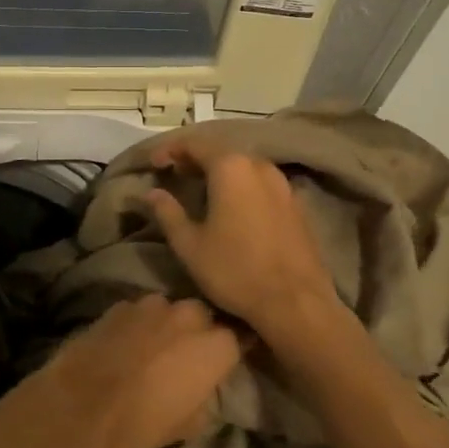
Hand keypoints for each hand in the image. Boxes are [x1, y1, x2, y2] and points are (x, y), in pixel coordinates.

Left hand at [10, 295, 241, 447]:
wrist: (84, 405)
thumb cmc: (143, 423)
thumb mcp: (191, 424)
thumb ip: (206, 394)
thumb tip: (204, 385)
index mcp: (215, 345)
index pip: (237, 338)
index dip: (229, 351)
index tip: (223, 361)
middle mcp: (188, 314)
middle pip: (203, 316)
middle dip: (198, 331)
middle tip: (185, 355)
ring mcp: (152, 304)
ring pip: (170, 309)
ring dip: (167, 324)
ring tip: (152, 348)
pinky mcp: (121, 304)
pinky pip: (139, 312)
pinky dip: (138, 324)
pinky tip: (125, 343)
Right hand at [143, 136, 337, 340]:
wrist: (296, 304)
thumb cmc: (235, 271)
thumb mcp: (190, 244)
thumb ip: (168, 212)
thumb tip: (151, 192)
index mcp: (230, 167)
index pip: (194, 144)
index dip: (170, 150)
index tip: (154, 163)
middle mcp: (259, 166)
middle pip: (221, 151)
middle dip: (195, 159)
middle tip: (174, 173)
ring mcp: (282, 184)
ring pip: (244, 166)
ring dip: (220, 172)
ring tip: (201, 188)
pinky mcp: (296, 204)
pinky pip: (261, 183)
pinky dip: (241, 186)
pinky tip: (233, 206)